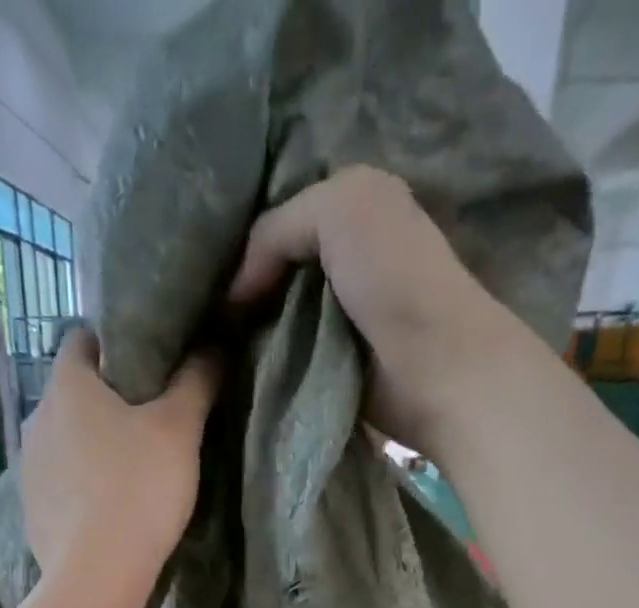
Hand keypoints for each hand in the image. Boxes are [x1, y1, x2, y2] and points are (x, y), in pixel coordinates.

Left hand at [19, 329, 219, 595]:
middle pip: (72, 393)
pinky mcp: (30, 510)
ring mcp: (27, 467)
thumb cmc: (138, 488)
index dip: (113, 344)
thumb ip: (196, 381)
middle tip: (147, 420)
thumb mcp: (180, 429)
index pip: (81, 339)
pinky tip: (104, 507)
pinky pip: (57, 483)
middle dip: (105, 400)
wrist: (97, 574)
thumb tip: (214, 343)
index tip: (146, 365)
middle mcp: (36, 418)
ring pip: (63, 440)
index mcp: (66, 385)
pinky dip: (77, 485)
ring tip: (127, 468)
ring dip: (89, 445)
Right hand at [228, 166, 520, 458]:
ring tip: (214, 340)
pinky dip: (263, 359)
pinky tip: (238, 364)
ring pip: (275, 314)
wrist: (433, 367)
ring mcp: (338, 317)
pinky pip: (284, 355)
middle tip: (205, 308)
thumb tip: (234, 292)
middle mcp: (346, 260)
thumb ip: (277, 228)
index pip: (281, 218)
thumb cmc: (394, 278)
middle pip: (275, 269)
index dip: (245, 239)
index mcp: (355, 210)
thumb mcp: (340, 209)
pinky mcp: (331, 366)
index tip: (209, 268)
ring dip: (248, 328)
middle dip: (243, 286)